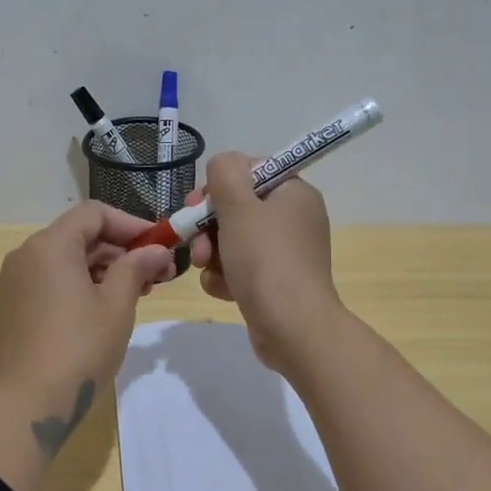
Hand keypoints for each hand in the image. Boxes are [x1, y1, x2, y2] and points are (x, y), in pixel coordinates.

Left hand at [0, 202, 175, 446]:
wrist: (28, 404)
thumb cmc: (79, 348)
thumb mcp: (117, 305)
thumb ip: (136, 268)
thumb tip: (155, 250)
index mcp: (50, 245)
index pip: (95, 214)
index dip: (132, 224)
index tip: (161, 246)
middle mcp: (28, 254)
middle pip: (81, 234)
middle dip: (122, 249)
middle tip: (159, 274)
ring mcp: (18, 280)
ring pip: (69, 258)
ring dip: (106, 268)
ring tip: (141, 292)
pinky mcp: (17, 305)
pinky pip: (55, 279)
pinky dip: (84, 283)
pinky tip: (110, 306)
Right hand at [189, 151, 344, 374]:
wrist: (292, 327)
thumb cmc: (265, 259)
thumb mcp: (238, 205)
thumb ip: (225, 173)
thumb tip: (224, 163)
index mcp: (294, 193)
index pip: (250, 171)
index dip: (219, 184)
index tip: (199, 203)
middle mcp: (294, 219)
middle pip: (237, 208)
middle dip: (208, 225)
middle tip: (195, 240)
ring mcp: (285, 253)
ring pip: (233, 240)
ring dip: (212, 253)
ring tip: (205, 268)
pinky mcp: (275, 282)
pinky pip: (240, 268)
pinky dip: (226, 276)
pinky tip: (222, 289)